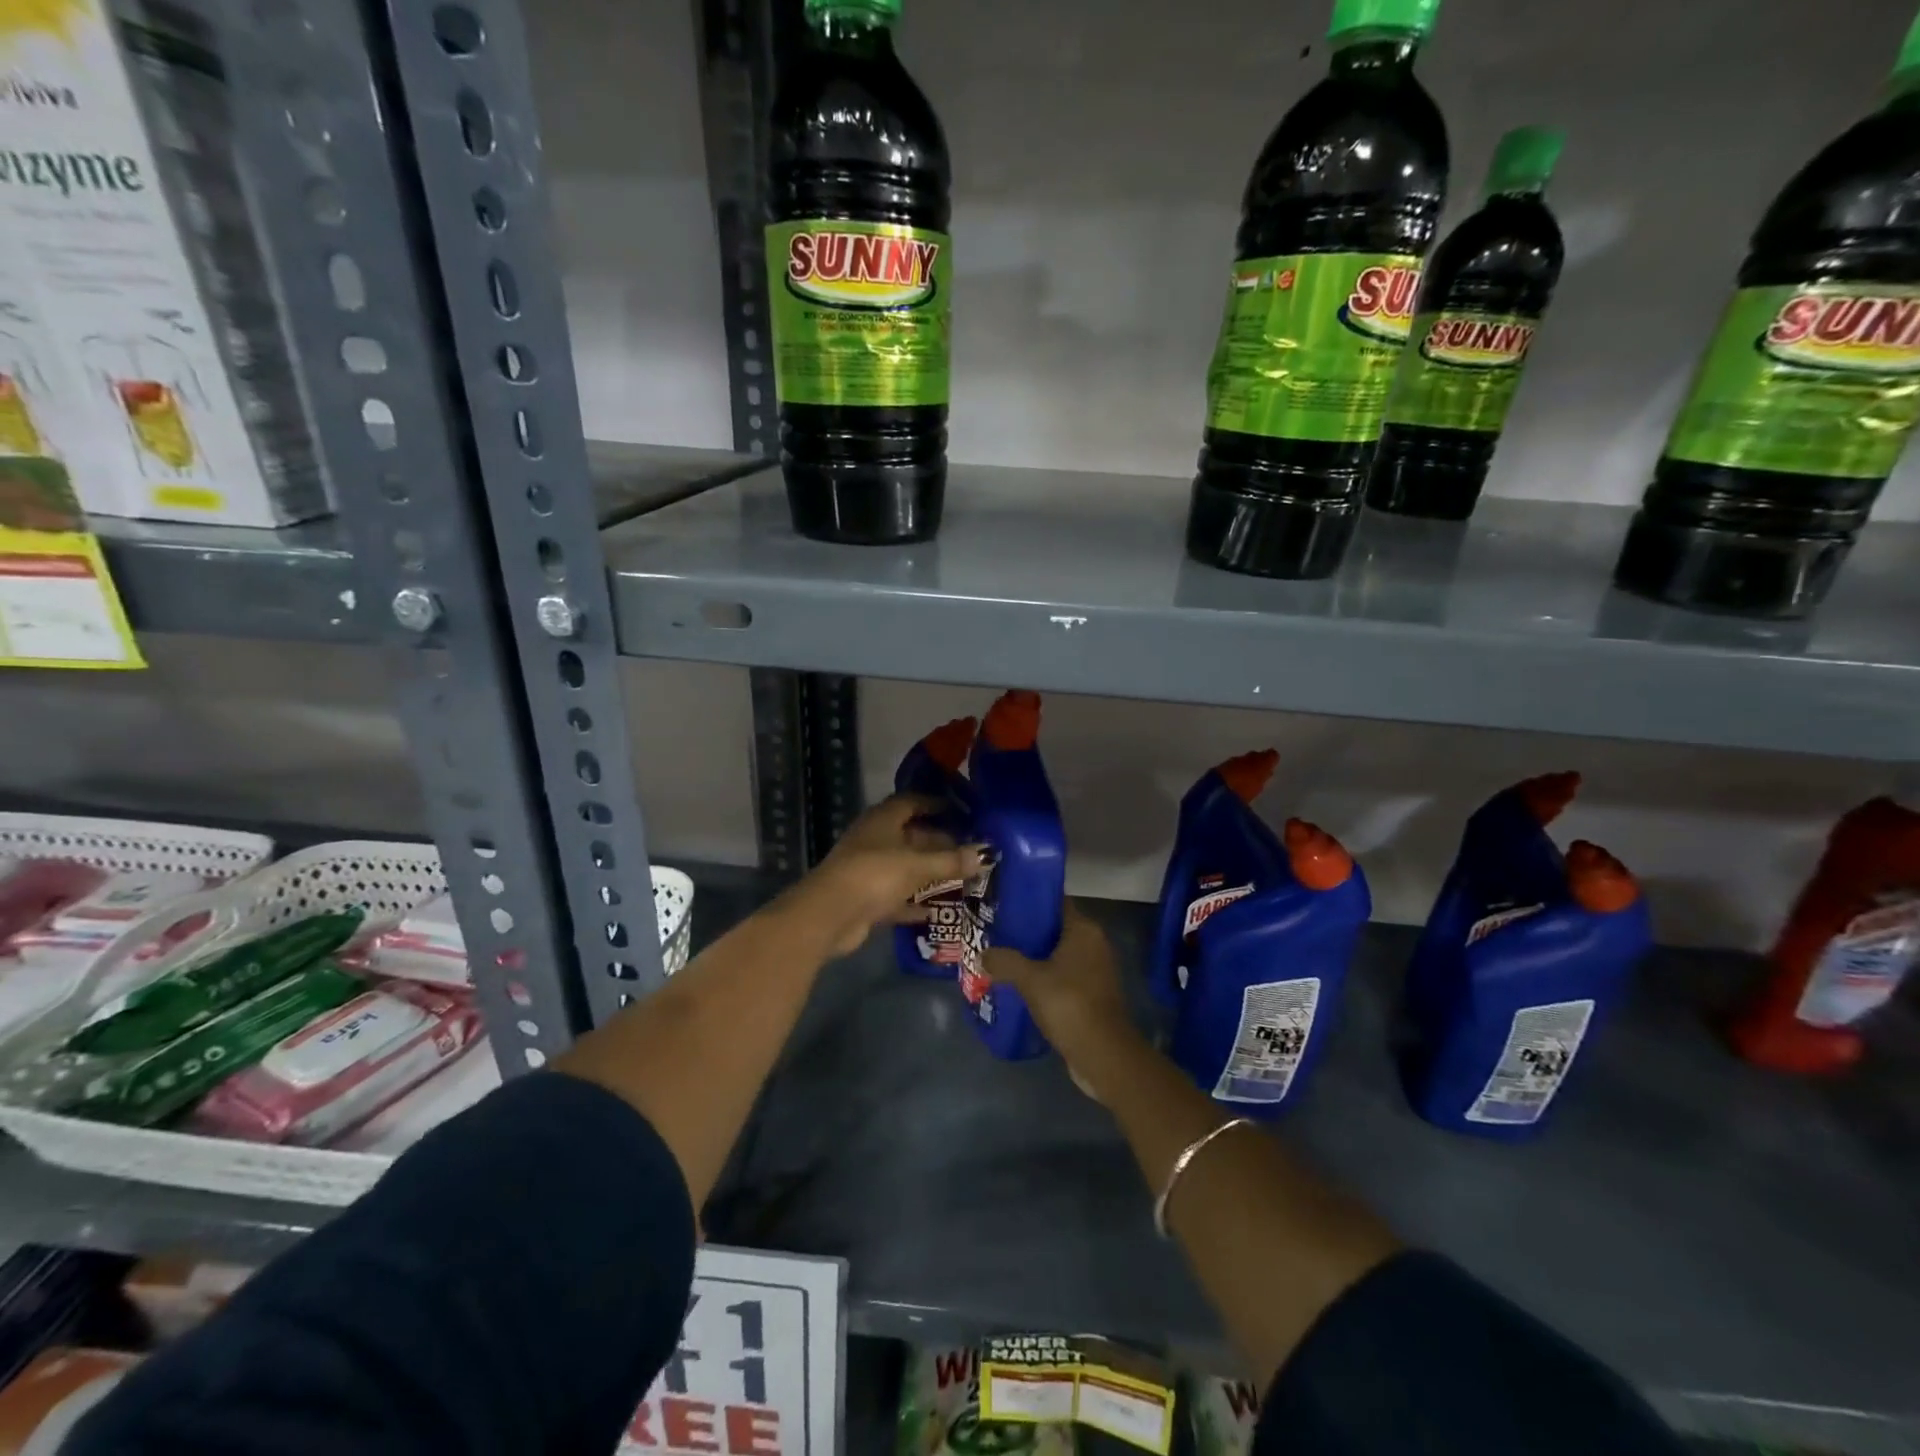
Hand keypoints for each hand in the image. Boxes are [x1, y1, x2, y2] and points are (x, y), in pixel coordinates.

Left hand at [783, 795, 983, 958]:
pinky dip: (916, 902)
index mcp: (883, 819)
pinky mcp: (868, 899)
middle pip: (912, 836)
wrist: (830, 915)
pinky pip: (899, 896)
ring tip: (964, 878)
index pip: (912, 802)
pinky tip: (939, 910)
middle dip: (940, 842)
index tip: (963, 811)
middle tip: (971, 850)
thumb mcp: (917, 865)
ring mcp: (869, 870)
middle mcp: (875, 840)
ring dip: (931, 873)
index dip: (936, 804)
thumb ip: (951, 860)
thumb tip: (985, 854)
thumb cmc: (874, 875)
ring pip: (907, 867)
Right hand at [985, 903, 1137, 1089]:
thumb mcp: (1030, 979)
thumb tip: (982, 954)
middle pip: (1054, 929)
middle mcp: (1093, 944)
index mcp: (1084, 930)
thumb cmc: (1069, 1004)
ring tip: (1000, 958)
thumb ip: (1004, 961)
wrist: (1103, 1055)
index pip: (1055, 902)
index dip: (1029, 901)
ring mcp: (1094, 970)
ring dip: (1032, 958)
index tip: (1002, 905)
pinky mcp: (1091, 994)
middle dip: (1026, 932)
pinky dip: (1042, 978)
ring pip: (1056, 955)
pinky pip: (1061, 976)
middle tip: (994, 933)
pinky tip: (1018, 985)